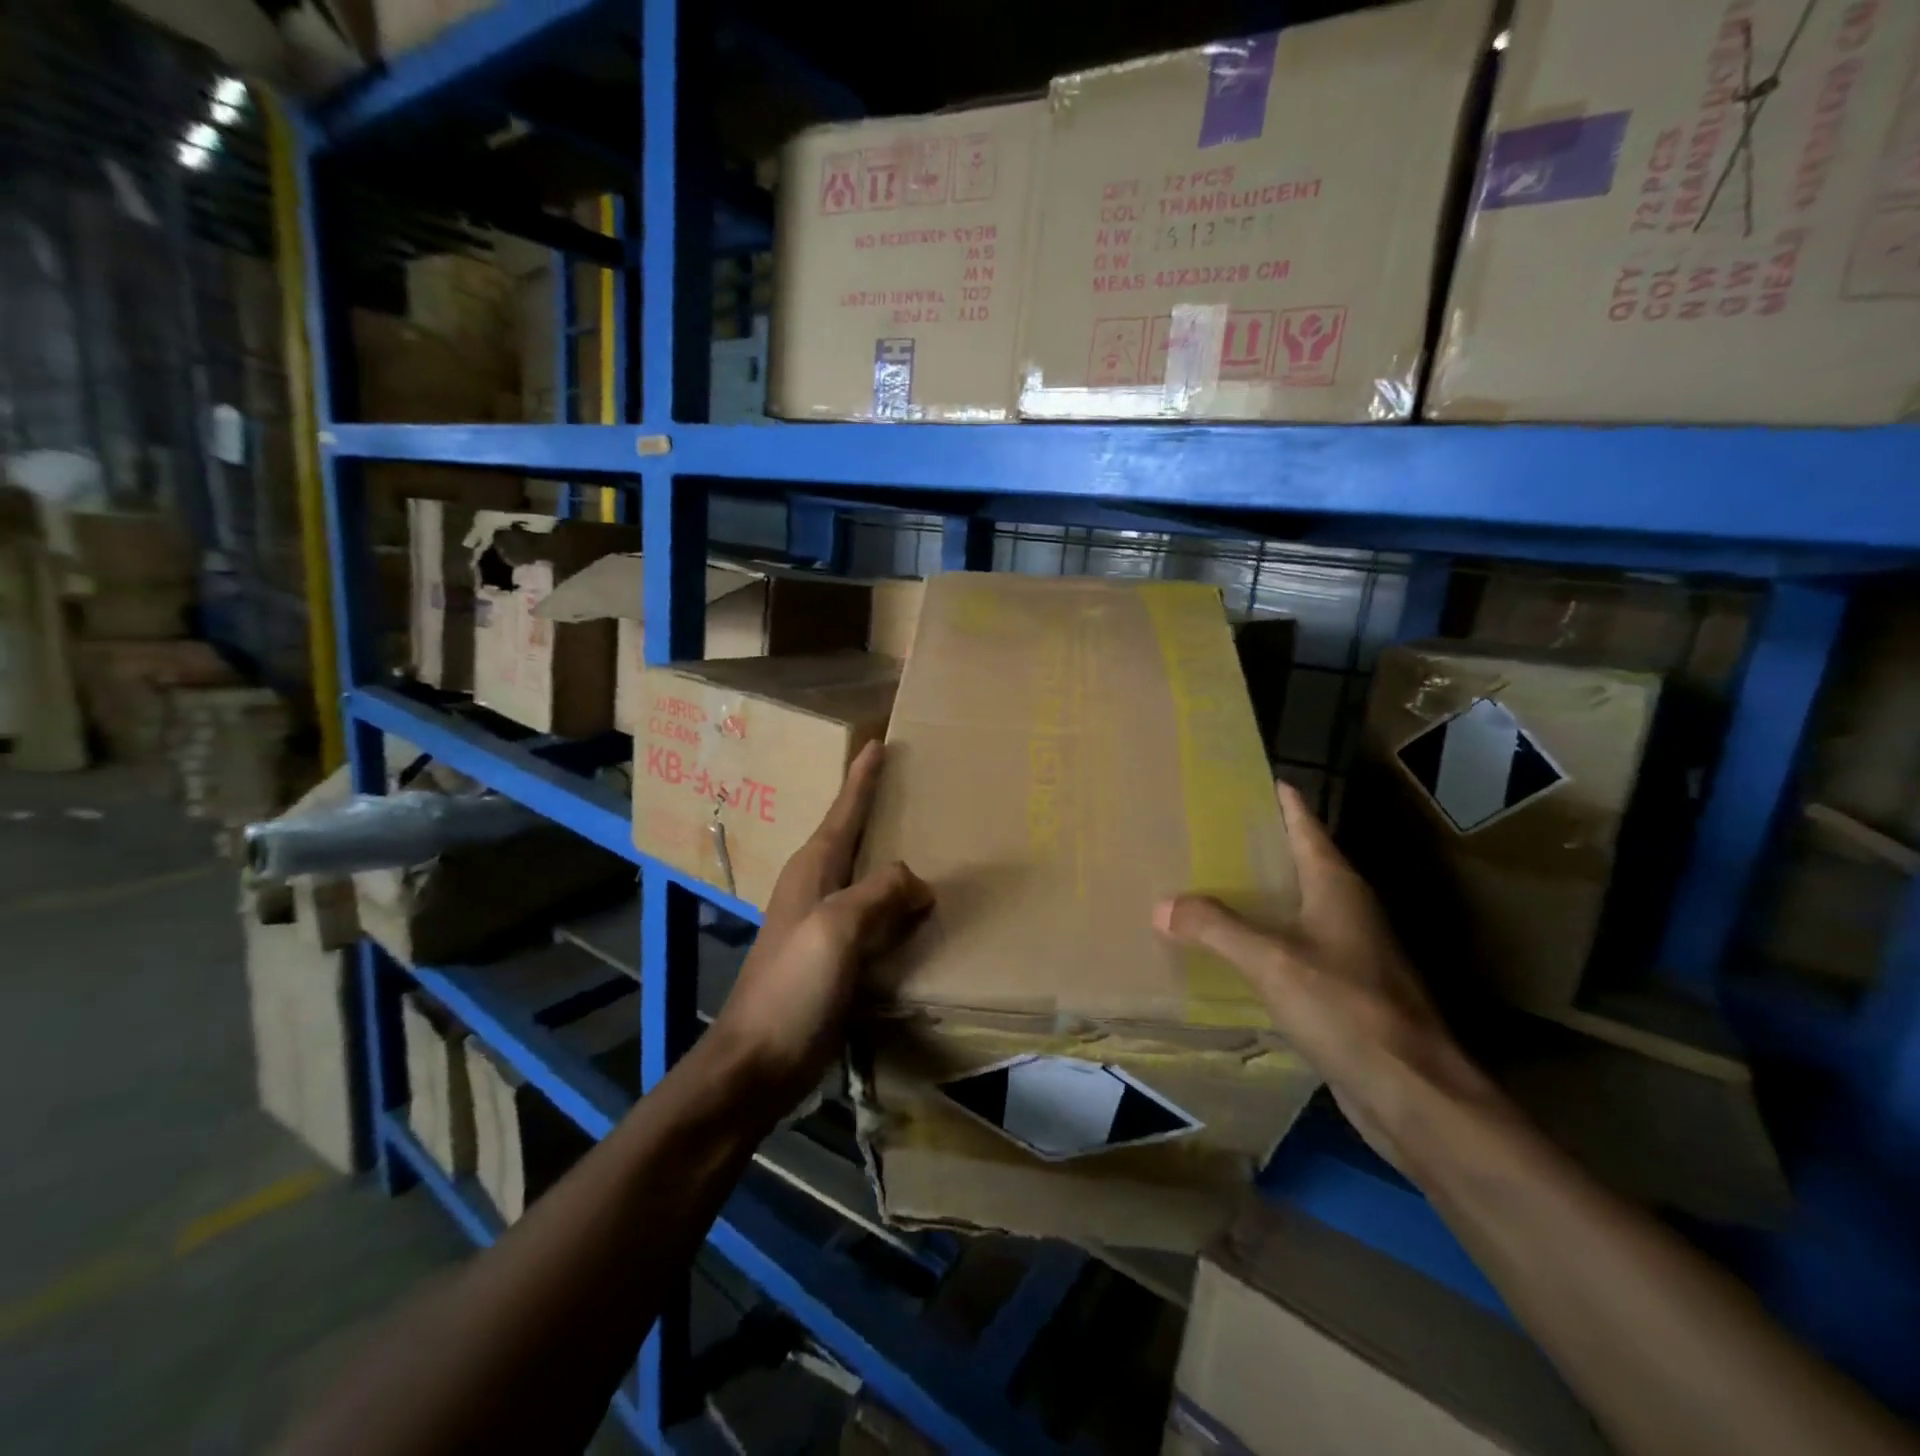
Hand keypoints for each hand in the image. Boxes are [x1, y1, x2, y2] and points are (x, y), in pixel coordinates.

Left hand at [709, 741, 932, 1107]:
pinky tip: (919, 913)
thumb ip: (879, 894)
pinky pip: (874, 918)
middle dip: (880, 811)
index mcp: (813, 870)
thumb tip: (918, 881)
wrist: (755, 1065)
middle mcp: (817, 888)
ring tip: (930, 847)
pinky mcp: (834, 958)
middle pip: (854, 837)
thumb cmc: (791, 989)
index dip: (862, 778)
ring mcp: (823, 925)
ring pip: (867, 879)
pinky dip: (897, 907)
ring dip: (893, 862)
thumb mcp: (837, 930)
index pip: (844, 810)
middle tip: (918, 789)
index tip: (878, 743)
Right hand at [1154, 782, 1489, 1170]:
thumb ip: (1216, 928)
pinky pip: (1291, 945)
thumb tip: (1163, 905)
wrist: (1412, 1093)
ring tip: (1204, 881)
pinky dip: (1260, 936)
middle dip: (1254, 843)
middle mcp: (1345, 908)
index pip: (1304, 822)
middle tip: (1202, 829)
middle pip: (1296, 859)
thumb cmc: (1348, 1009)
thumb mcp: (1273, 961)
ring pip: (1293, 904)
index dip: (1279, 797)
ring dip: (1256, 892)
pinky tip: (1229, 946)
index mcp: (1336, 885)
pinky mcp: (1341, 987)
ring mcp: (1347, 949)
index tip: (1244, 776)